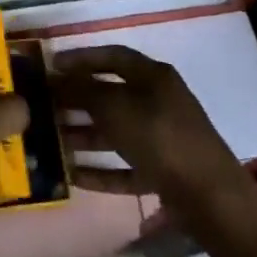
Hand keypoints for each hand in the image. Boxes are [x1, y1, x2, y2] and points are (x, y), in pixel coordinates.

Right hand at [52, 46, 254, 212]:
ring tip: (51, 142)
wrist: (211, 199)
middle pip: (111, 95)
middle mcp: (159, 102)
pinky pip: (125, 167)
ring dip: (84, 136)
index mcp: (153, 77)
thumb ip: (83, 91)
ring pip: (116, 132)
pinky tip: (72, 176)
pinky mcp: (163, 173)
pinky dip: (101, 170)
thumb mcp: (116, 108)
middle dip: (77, 101)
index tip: (51, 65)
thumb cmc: (160, 138)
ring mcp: (162, 139)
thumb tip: (58, 78)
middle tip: (45, 107)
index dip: (80, 58)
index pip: (112, 56)